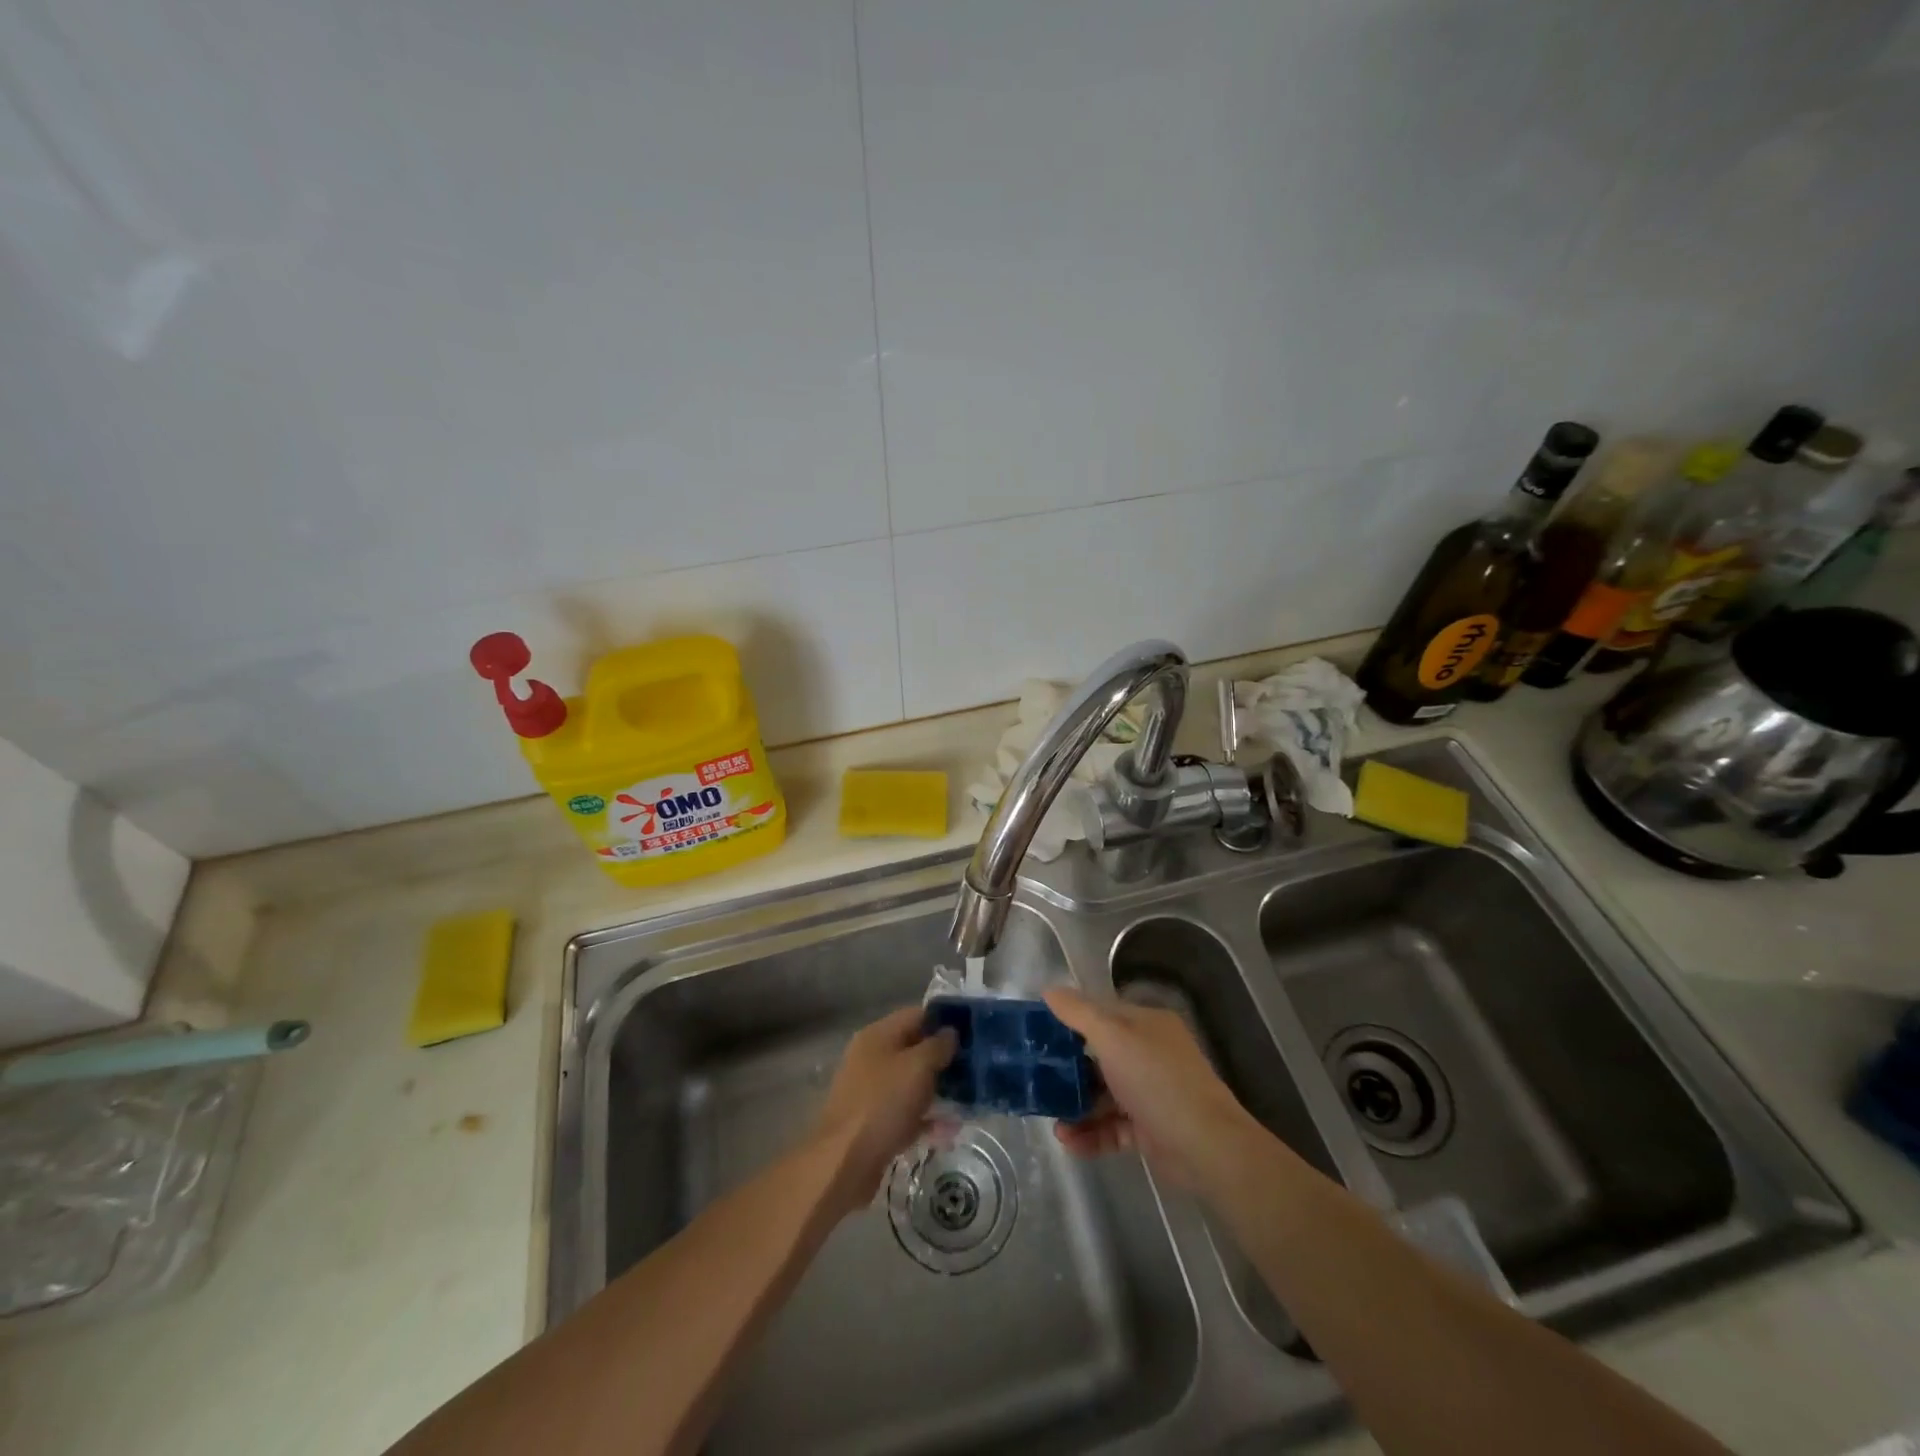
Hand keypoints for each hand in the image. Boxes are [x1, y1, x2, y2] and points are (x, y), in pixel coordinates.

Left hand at [808, 1007, 956, 1217]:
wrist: (844, 1163)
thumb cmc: (883, 1103)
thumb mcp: (918, 1067)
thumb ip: (938, 1046)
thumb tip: (950, 1032)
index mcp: (878, 1035)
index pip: (916, 1015)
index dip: (944, 1021)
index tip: (972, 1033)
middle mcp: (871, 1058)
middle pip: (914, 1049)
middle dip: (943, 1058)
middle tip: (974, 1068)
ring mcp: (871, 1092)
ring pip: (911, 1083)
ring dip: (937, 1090)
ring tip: (968, 1099)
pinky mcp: (874, 1123)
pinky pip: (906, 1113)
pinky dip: (926, 1119)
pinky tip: (950, 1131)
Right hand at [1044, 988, 1260, 1190]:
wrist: (1206, 1147)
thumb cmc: (1157, 1081)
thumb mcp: (1113, 1038)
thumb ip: (1078, 1013)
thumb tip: (1049, 989)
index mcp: (1146, 1024)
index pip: (1102, 1013)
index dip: (1069, 1019)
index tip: (1037, 1032)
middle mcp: (1150, 1053)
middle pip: (1100, 1055)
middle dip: (1069, 1070)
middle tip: (1038, 1080)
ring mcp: (1151, 1092)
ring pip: (1104, 1094)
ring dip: (1077, 1107)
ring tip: (1053, 1123)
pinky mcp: (1150, 1129)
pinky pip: (1112, 1127)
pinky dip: (1091, 1133)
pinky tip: (1069, 1142)